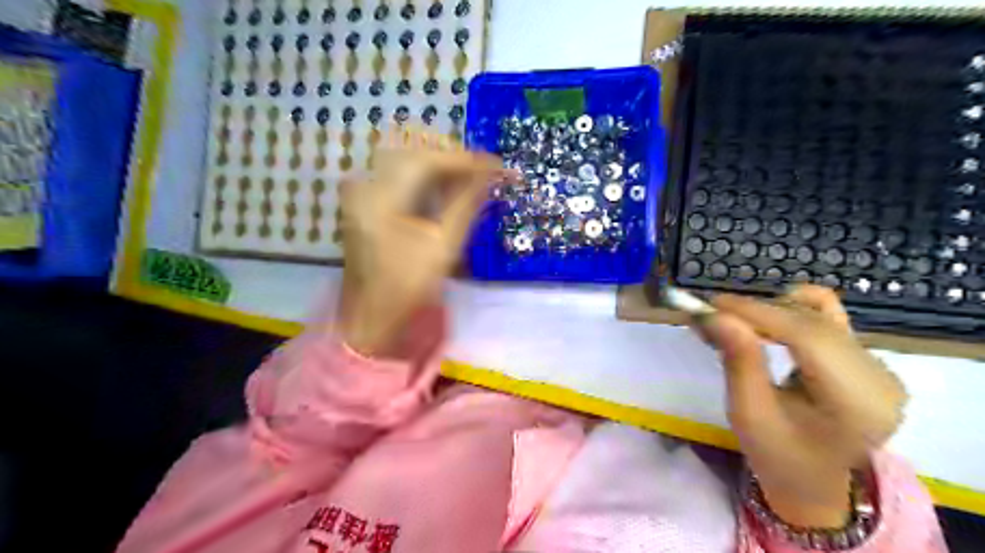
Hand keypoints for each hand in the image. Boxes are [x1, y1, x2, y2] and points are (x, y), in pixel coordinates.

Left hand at [335, 128, 511, 358]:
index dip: (464, 159)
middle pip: (414, 152)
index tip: (496, 164)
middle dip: (453, 158)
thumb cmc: (407, 287)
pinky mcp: (365, 200)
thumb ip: (466, 204)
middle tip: (484, 171)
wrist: (371, 314)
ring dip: (441, 166)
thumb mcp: (443, 247)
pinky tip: (447, 188)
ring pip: (407, 160)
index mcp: (381, 199)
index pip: (427, 161)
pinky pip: (399, 175)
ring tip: (471, 178)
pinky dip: (426, 177)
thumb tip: (491, 174)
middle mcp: (365, 186)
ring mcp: (362, 192)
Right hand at [690, 285, 907, 527]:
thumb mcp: (749, 414)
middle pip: (811, 321)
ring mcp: (876, 364)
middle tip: (710, 313)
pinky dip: (791, 309)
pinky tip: (766, 323)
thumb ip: (738, 361)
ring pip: (815, 314)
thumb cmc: (779, 456)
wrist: (814, 483)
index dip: (758, 312)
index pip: (807, 337)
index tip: (711, 303)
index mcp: (858, 403)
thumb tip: (717, 315)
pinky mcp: (865, 356)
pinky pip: (827, 315)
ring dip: (768, 312)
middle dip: (755, 310)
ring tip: (732, 324)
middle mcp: (878, 377)